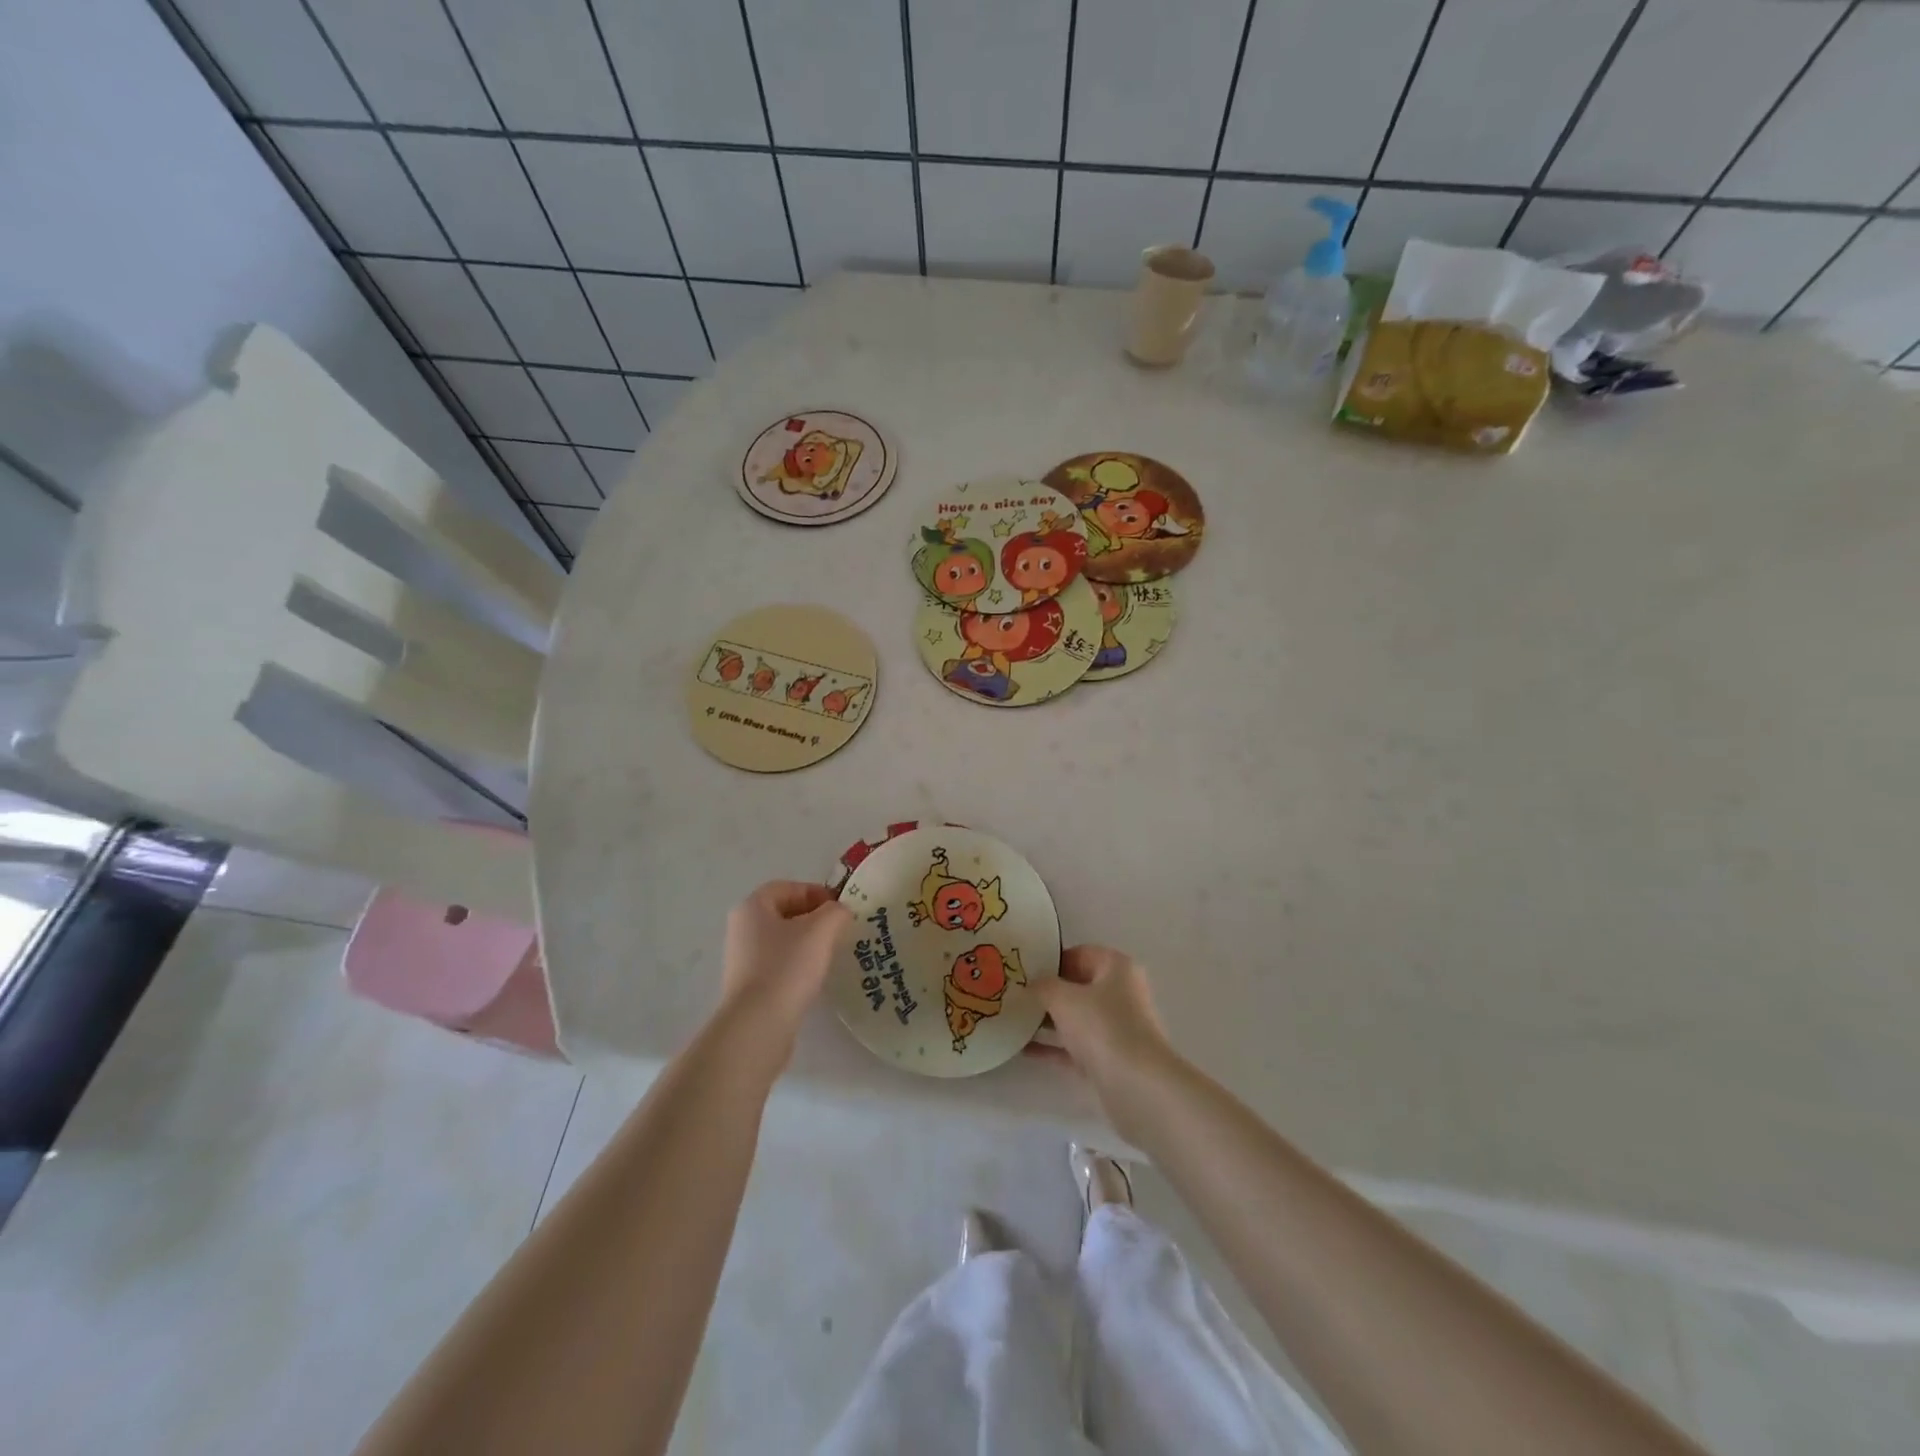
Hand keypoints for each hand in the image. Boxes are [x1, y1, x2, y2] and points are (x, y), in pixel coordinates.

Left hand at [718, 881, 852, 1049]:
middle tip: (840, 930)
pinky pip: (778, 964)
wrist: (758, 1025)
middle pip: (784, 913)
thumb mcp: (821, 930)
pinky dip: (798, 965)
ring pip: (782, 940)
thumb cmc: (787, 967)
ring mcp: (742, 959)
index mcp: (752, 907)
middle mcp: (742, 929)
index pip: (787, 887)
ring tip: (831, 954)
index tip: (840, 908)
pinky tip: (815, 978)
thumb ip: (836, 912)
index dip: (816, 892)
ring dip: (808, 943)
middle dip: (814, 918)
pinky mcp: (748, 986)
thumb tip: (839, 911)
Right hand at [1031, 945, 1178, 1133]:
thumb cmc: (1102, 1027)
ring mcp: (1116, 1029)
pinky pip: (1074, 1047)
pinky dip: (1052, 1047)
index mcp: (1116, 968)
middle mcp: (1120, 994)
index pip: (1080, 954)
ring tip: (1013, 1019)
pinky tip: (1022, 1049)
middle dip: (1047, 991)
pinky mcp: (1109, 1059)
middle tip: (1014, 994)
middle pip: (1078, 987)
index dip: (1051, 960)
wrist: (1137, 1086)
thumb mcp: (1063, 998)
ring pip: (1076, 1018)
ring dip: (1047, 1020)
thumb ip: (1042, 986)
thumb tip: (1031, 985)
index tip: (1024, 969)